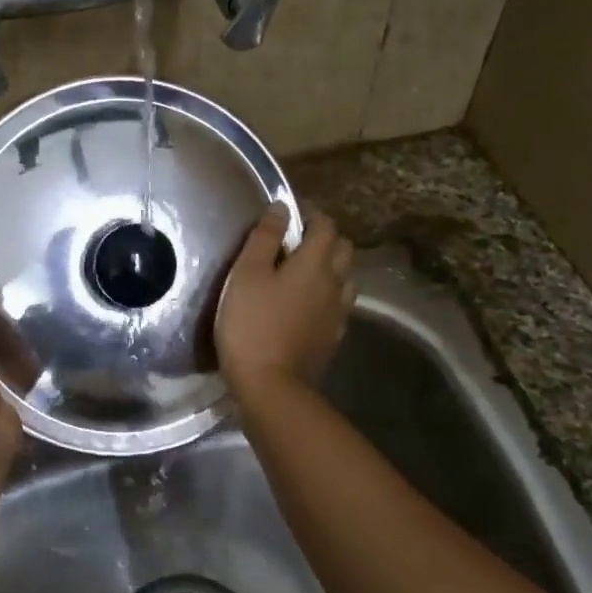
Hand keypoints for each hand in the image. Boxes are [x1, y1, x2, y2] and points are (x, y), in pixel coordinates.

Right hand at [216, 203, 354, 400]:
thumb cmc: (251, 324)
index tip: (290, 214)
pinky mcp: (333, 337)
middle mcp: (334, 283)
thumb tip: (281, 207)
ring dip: (330, 268)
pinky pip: (338, 305)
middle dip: (324, 238)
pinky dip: (327, 296)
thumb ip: (265, 237)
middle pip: (343, 249)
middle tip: (296, 242)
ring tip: (302, 273)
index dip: (310, 214)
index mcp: (314, 263)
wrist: (270, 385)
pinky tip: (306, 305)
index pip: (325, 225)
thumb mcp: (246, 274)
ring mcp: (338, 313)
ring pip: (344, 278)